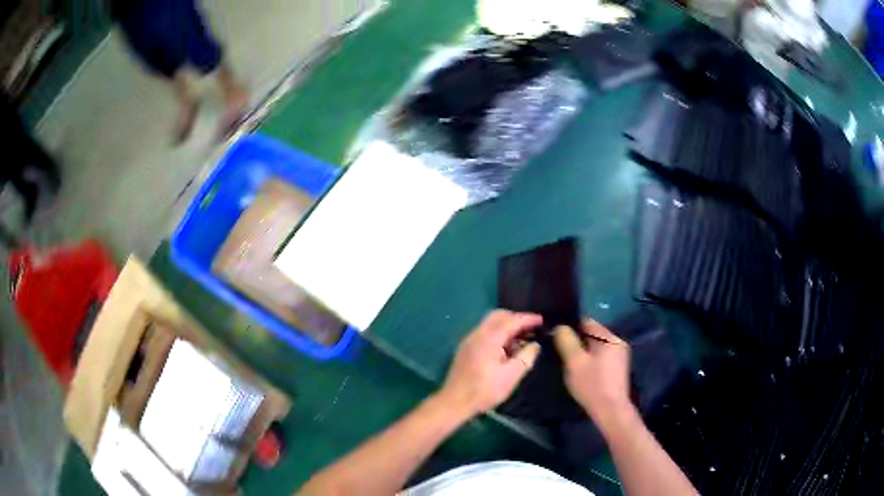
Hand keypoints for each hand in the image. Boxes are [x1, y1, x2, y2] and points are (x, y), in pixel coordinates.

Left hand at [438, 310, 542, 416]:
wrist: (454, 402)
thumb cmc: (484, 390)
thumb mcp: (511, 376)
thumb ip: (526, 358)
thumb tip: (535, 345)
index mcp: (489, 338)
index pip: (512, 320)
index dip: (528, 319)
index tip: (542, 321)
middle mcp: (477, 334)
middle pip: (498, 316)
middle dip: (516, 319)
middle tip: (531, 328)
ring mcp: (469, 341)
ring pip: (490, 324)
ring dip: (506, 327)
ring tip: (521, 340)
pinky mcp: (466, 349)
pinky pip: (485, 333)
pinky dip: (498, 334)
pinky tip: (506, 349)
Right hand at [554, 319, 632, 422]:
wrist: (610, 411)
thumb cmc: (592, 385)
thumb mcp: (574, 362)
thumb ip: (566, 341)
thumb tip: (559, 327)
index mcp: (610, 337)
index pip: (587, 322)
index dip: (569, 327)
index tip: (556, 337)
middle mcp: (618, 342)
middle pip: (592, 335)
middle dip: (576, 341)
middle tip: (559, 352)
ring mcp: (620, 356)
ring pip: (595, 347)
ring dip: (582, 352)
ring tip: (568, 363)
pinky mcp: (618, 368)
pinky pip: (600, 357)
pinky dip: (590, 360)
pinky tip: (581, 372)